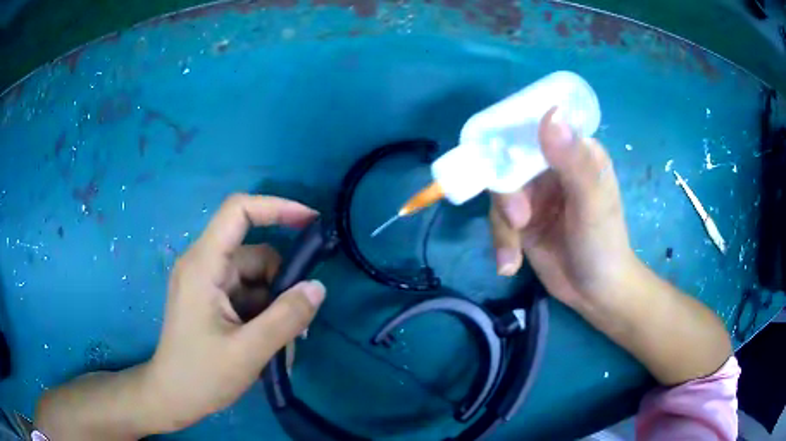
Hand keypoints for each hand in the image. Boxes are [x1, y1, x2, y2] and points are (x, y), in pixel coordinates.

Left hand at [145, 194, 324, 431]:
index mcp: (203, 265)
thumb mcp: (249, 351)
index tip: (312, 221)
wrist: (172, 397)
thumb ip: (286, 318)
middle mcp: (203, 264)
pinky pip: (247, 294)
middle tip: (299, 324)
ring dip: (275, 305)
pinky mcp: (211, 298)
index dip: (276, 207)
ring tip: (283, 344)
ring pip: (256, 277)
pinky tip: (269, 344)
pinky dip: (264, 314)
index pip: (238, 211)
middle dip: (282, 284)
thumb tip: (318, 286)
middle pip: (255, 253)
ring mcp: (207, 282)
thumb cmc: (201, 375)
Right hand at [490, 109, 633, 309]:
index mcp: (574, 151)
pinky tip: (509, 265)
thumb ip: (573, 161)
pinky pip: (498, 220)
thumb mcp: (592, 203)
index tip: (496, 157)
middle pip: (509, 161)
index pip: (536, 127)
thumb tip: (550, 113)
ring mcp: (535, 193)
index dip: (512, 135)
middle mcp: (551, 166)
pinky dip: (501, 243)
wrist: (595, 294)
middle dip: (507, 194)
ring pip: (500, 193)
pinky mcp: (522, 219)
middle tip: (518, 221)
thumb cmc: (604, 244)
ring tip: (513, 257)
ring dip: (503, 226)